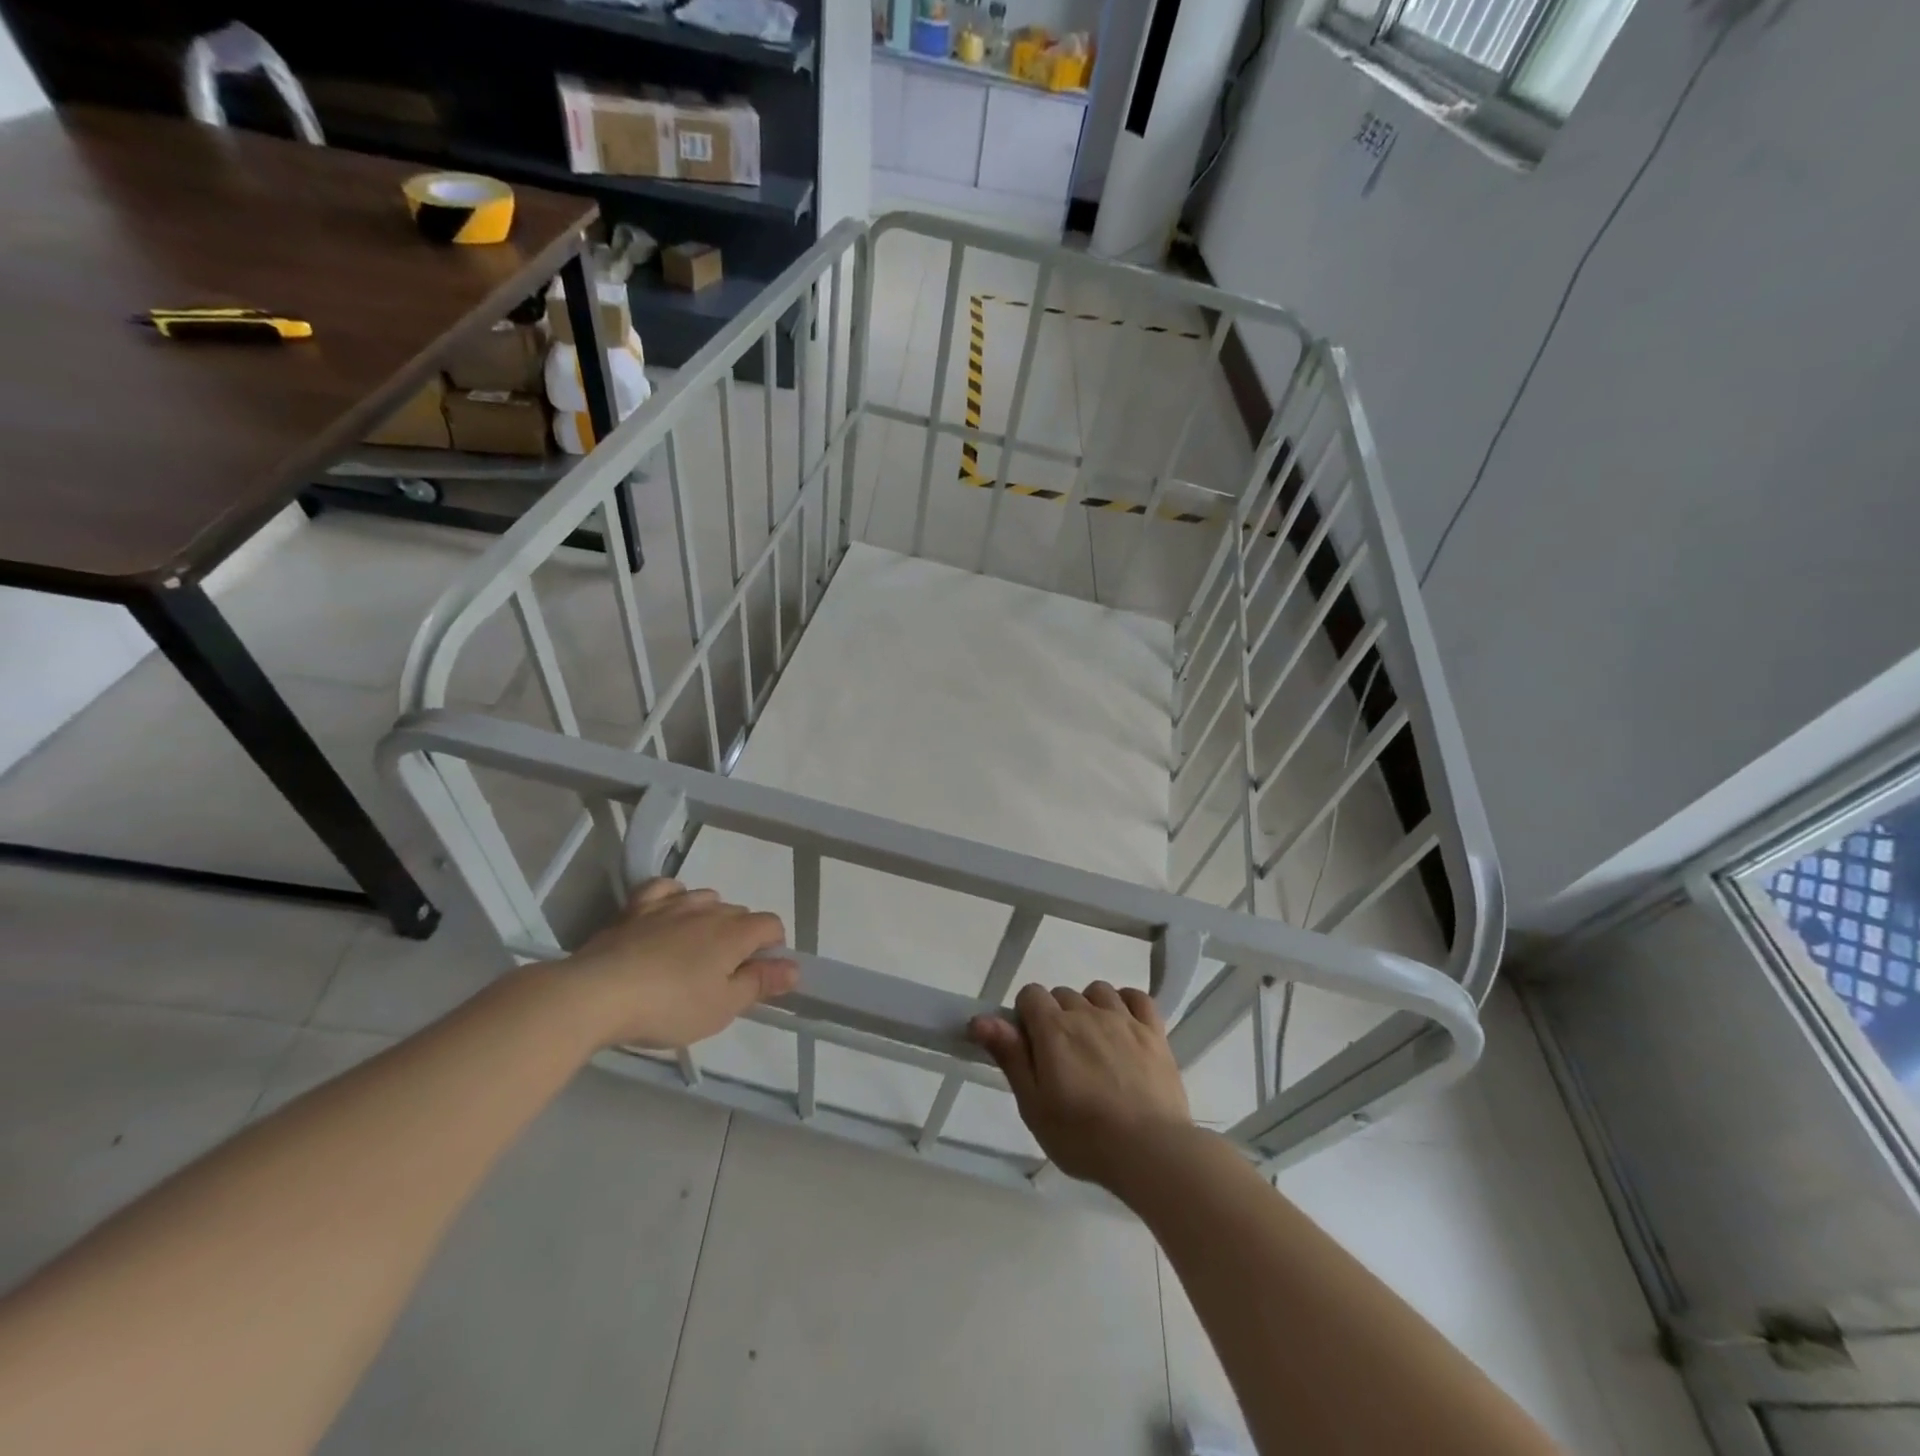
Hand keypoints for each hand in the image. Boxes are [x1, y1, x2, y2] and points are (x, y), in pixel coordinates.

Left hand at [560, 879, 797, 1048]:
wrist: (597, 994)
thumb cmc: (669, 1006)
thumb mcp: (722, 1007)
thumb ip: (760, 983)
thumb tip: (794, 968)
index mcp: (735, 932)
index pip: (771, 924)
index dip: (773, 948)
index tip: (758, 976)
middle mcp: (708, 909)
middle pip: (739, 913)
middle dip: (741, 937)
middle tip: (724, 975)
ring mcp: (671, 904)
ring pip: (706, 898)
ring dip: (710, 918)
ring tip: (695, 950)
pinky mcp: (636, 908)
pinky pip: (665, 889)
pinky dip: (674, 897)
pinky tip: (669, 914)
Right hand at [968, 981, 1190, 1193]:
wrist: (1151, 1151)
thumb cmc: (1083, 1137)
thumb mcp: (1034, 1105)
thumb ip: (1010, 1056)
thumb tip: (981, 1018)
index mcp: (1053, 1029)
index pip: (1030, 994)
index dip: (1025, 1016)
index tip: (1031, 1048)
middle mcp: (1087, 1013)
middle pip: (1062, 994)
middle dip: (1056, 1017)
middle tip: (1061, 1059)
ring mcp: (1124, 1019)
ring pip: (1098, 991)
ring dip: (1089, 1007)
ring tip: (1093, 1044)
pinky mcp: (1154, 1032)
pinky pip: (1137, 997)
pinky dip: (1126, 1003)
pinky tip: (1123, 1025)